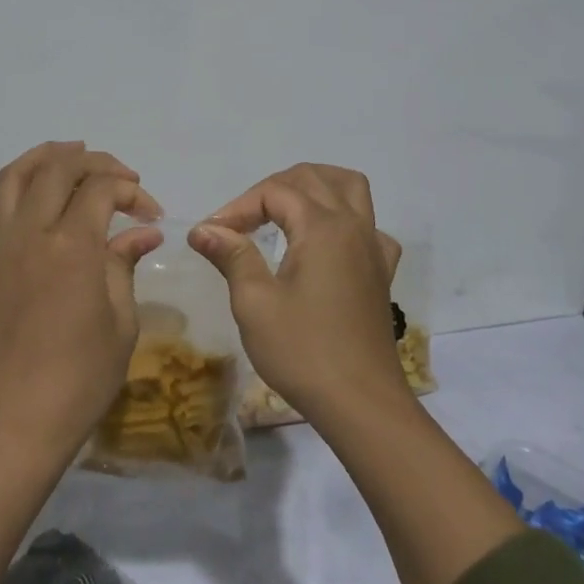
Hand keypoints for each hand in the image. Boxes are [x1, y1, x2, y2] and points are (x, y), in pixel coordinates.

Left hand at [0, 141, 162, 460]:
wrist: (19, 422)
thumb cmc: (82, 376)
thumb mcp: (120, 321)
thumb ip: (124, 264)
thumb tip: (143, 232)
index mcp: (72, 244)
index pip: (102, 189)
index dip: (130, 189)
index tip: (150, 212)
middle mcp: (31, 234)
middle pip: (58, 170)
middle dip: (93, 162)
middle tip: (118, 177)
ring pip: (10, 182)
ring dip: (37, 159)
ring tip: (61, 154)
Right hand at [189, 164, 404, 427]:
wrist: (362, 405)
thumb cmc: (303, 352)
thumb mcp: (254, 303)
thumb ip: (231, 256)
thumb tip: (203, 229)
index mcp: (322, 227)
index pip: (274, 192)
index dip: (237, 206)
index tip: (210, 234)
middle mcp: (352, 226)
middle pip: (312, 178)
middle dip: (271, 188)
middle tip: (241, 219)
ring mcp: (373, 248)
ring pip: (350, 189)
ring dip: (315, 186)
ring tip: (284, 207)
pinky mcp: (381, 272)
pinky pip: (369, 226)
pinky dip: (345, 219)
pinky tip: (327, 243)